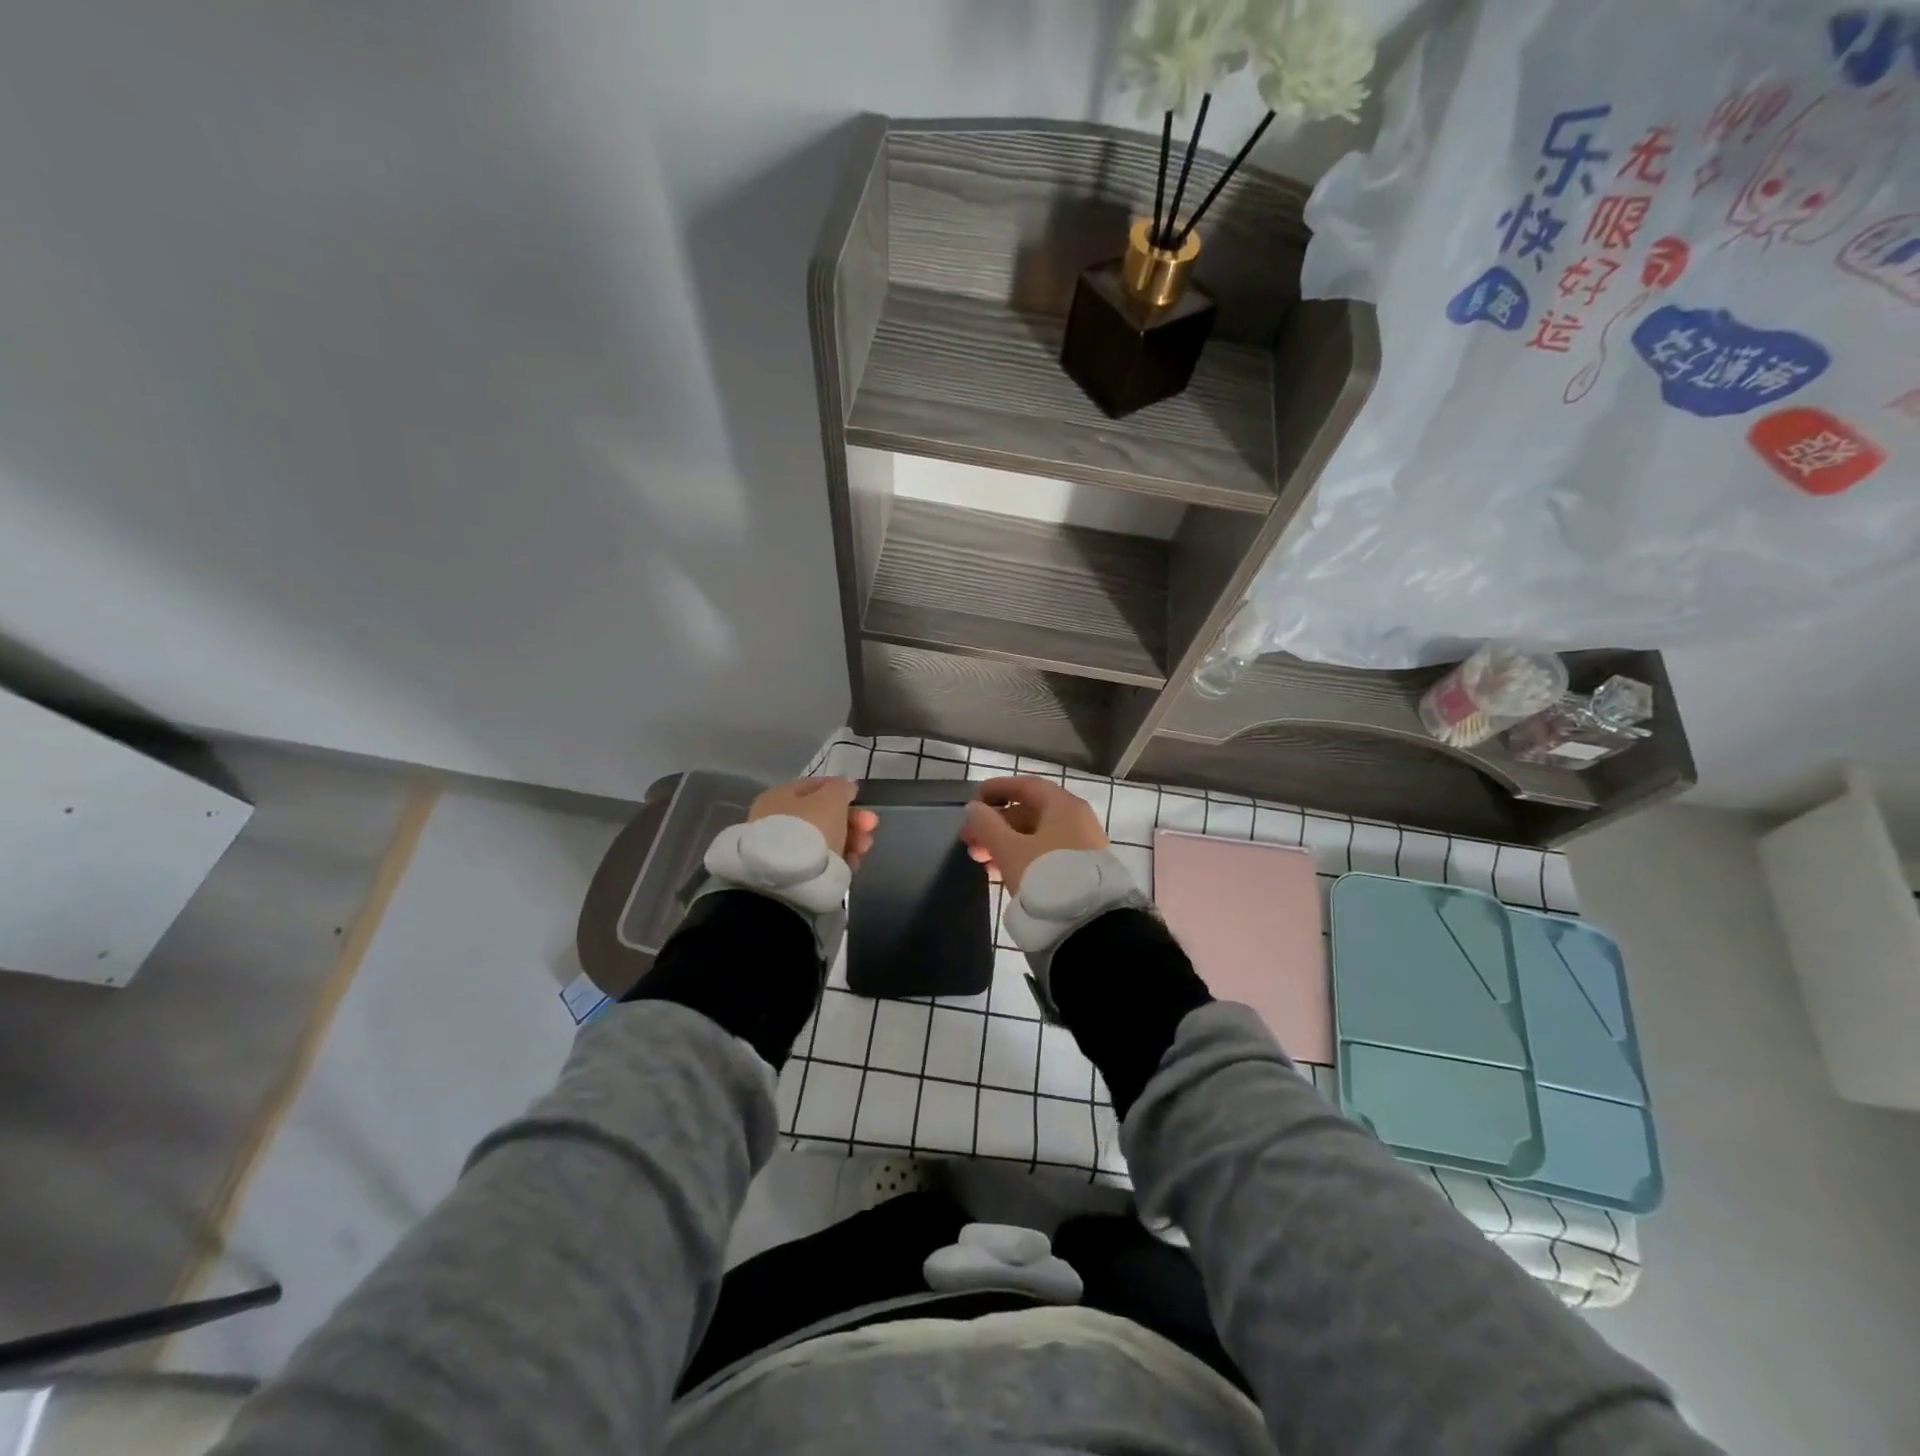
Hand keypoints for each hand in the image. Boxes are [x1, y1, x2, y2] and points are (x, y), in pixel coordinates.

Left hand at [749, 778, 878, 869]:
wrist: (790, 881)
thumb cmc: (810, 829)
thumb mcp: (831, 799)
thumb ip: (841, 788)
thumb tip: (845, 787)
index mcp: (780, 796)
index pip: (815, 787)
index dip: (841, 790)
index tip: (861, 800)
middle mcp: (779, 820)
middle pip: (824, 815)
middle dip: (853, 819)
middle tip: (871, 826)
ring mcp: (786, 849)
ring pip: (827, 838)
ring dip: (852, 839)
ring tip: (864, 847)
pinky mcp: (796, 873)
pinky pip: (825, 860)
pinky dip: (842, 859)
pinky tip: (854, 862)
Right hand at [961, 777, 1108, 895]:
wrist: (1088, 924)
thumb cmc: (1045, 875)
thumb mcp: (1009, 849)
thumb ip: (987, 825)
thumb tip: (974, 808)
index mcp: (1063, 805)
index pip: (1027, 786)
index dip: (998, 789)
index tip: (974, 800)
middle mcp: (1076, 819)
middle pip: (1029, 813)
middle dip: (996, 825)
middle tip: (969, 841)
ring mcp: (1081, 845)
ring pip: (1036, 836)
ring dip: (1004, 844)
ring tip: (979, 861)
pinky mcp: (1080, 869)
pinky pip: (1045, 853)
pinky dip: (1022, 857)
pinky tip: (1000, 873)